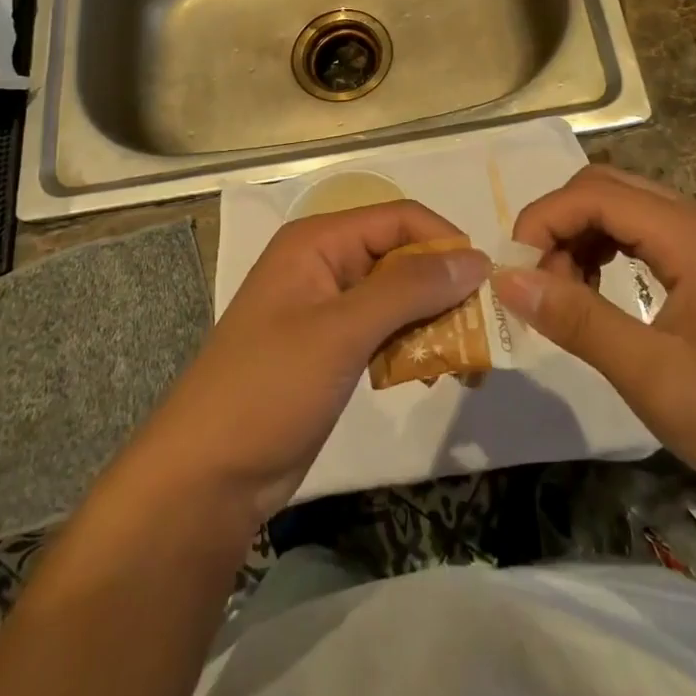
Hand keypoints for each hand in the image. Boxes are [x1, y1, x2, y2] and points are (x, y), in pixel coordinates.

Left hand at [129, 201, 486, 525]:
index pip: (398, 219)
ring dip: (434, 322)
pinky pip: (386, 331)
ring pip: (398, 297)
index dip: (444, 242)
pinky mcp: (332, 348)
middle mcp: (325, 264)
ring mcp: (327, 308)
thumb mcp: (341, 332)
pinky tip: (431, 375)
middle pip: (401, 257)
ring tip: (464, 363)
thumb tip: (475, 258)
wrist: (208, 476)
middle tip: (482, 332)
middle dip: (443, 289)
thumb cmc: (269, 388)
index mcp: (318, 242)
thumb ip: (409, 289)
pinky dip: (413, 347)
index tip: (486, 283)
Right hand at [498, 166, 695, 519]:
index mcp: (693, 236)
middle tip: (538, 286)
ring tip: (566, 295)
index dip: (542, 221)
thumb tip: (506, 280)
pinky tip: (600, 292)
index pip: (594, 193)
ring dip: (580, 237)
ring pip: (622, 205)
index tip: (515, 274)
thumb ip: (578, 320)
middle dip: (558, 226)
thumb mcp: (653, 377)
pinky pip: (644, 231)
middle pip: (606, 188)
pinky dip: (607, 249)